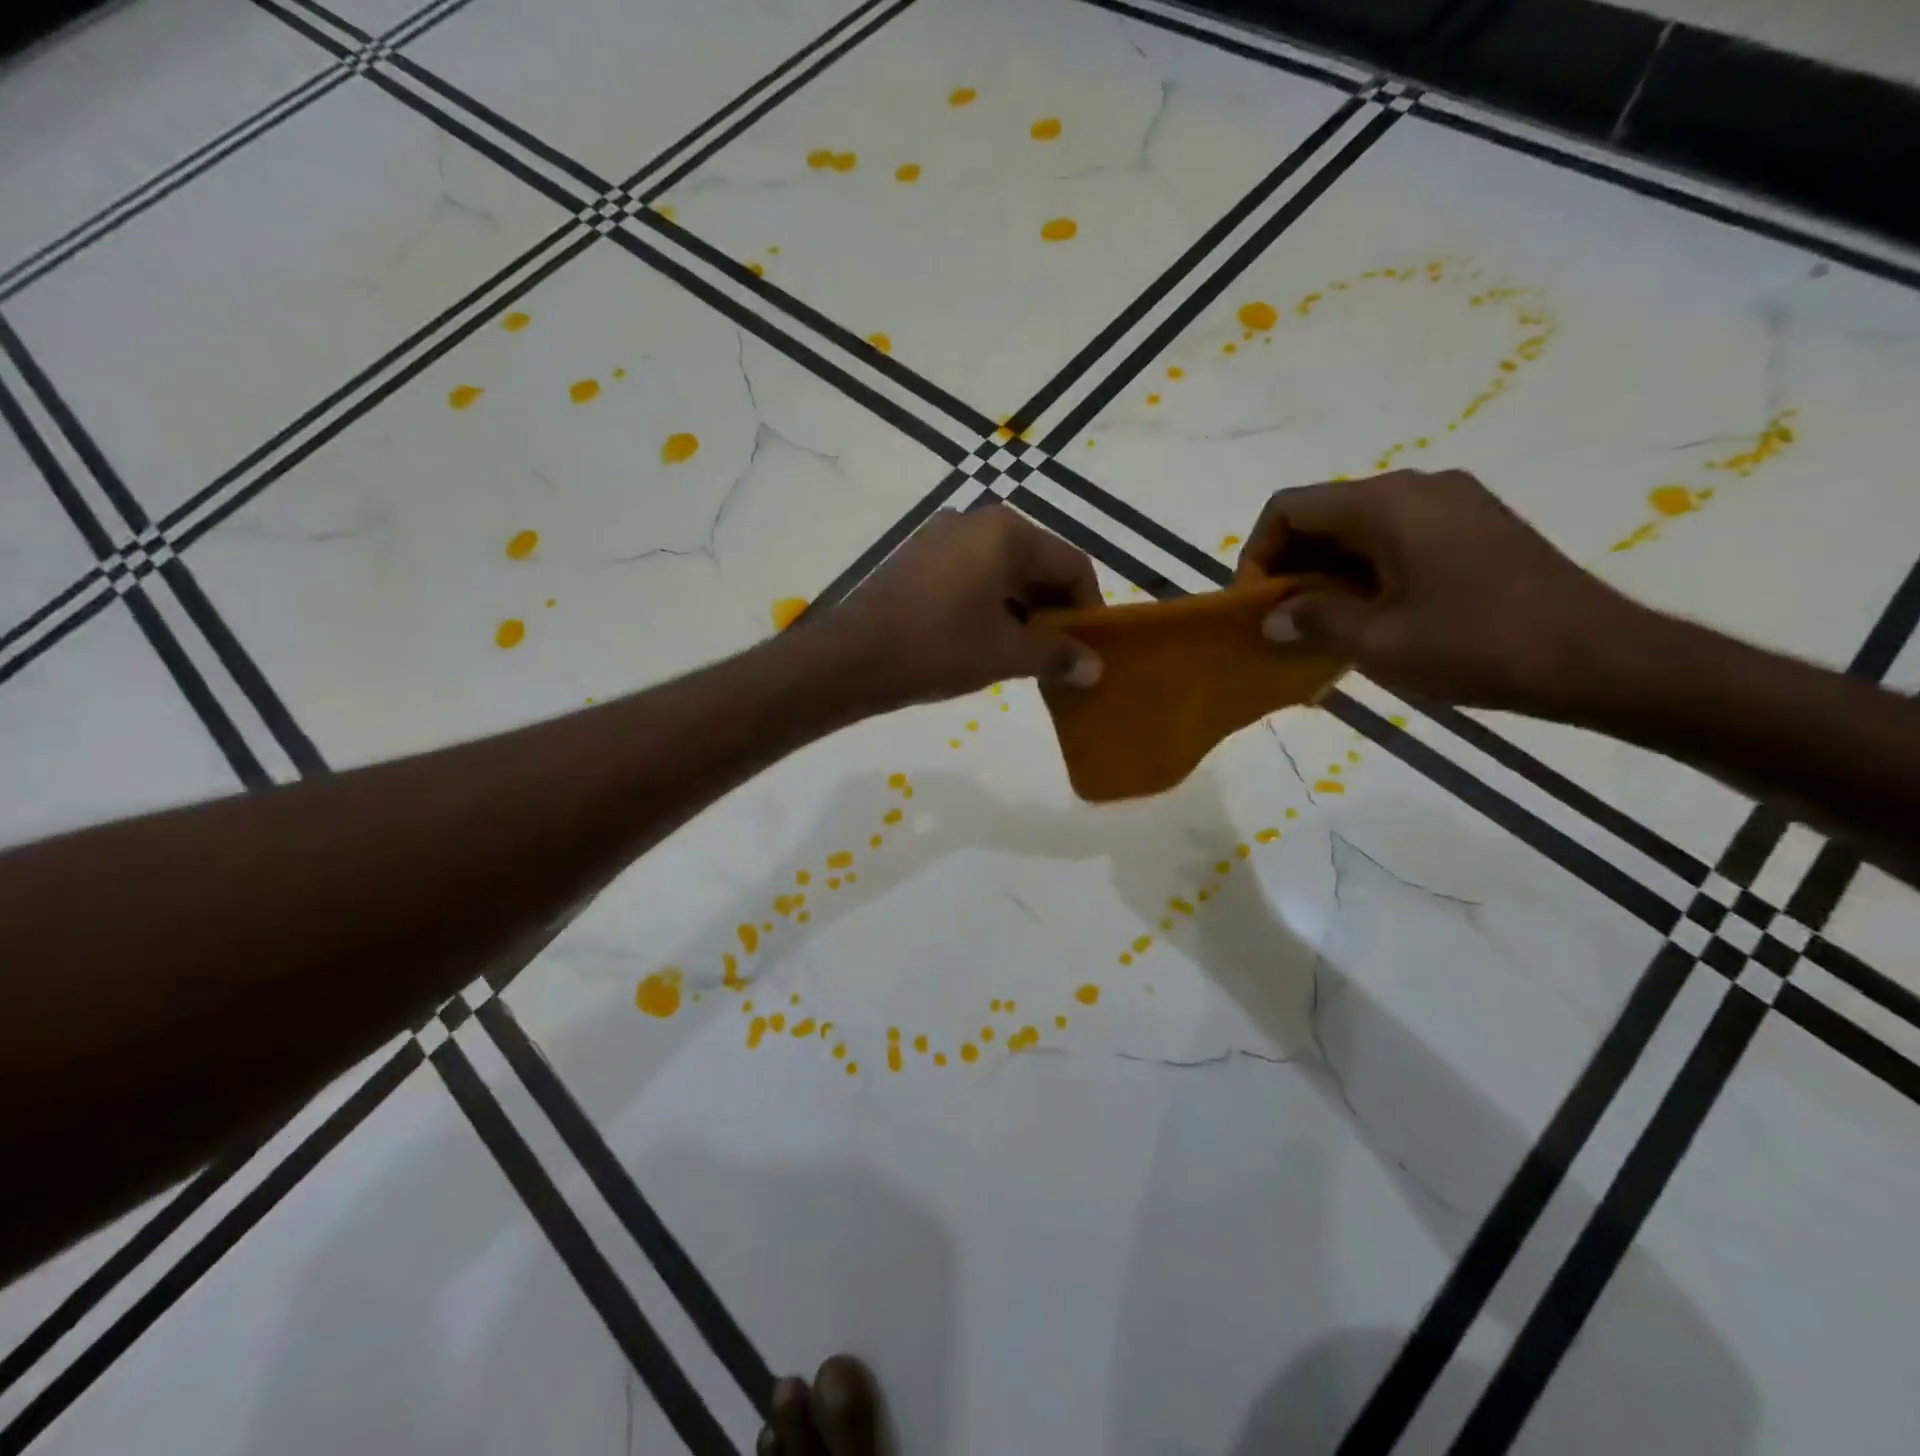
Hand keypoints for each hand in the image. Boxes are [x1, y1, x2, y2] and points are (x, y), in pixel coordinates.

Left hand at [823, 505, 1104, 708]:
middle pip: (1036, 562)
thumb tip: (1096, 668)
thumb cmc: (938, 648)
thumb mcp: (1006, 654)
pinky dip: (989, 602)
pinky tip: (986, 638)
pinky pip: (970, 574)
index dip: (1089, 607)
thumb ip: (1057, 655)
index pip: (1071, 564)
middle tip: (1060, 653)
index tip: (1091, 647)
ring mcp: (940, 536)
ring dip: (1022, 608)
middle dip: (1054, 608)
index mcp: (1007, 532)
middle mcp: (976, 520)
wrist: (851, 659)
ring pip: (1002, 569)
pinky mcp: (916, 557)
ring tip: (1025, 652)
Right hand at [1236, 470, 1635, 711]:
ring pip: (1358, 527)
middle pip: (1323, 514)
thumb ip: (1313, 621)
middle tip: (1282, 622)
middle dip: (1290, 566)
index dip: (1257, 554)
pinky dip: (1364, 571)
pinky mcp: (1475, 527)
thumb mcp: (1378, 642)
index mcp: (1388, 503)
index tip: (1256, 607)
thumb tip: (1271, 619)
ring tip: (1320, 626)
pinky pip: (1395, 537)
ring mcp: (1452, 503)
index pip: (1289, 508)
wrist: (1601, 659)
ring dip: (1326, 573)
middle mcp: (1417, 487)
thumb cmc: (1478, 645)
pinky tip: (1367, 616)